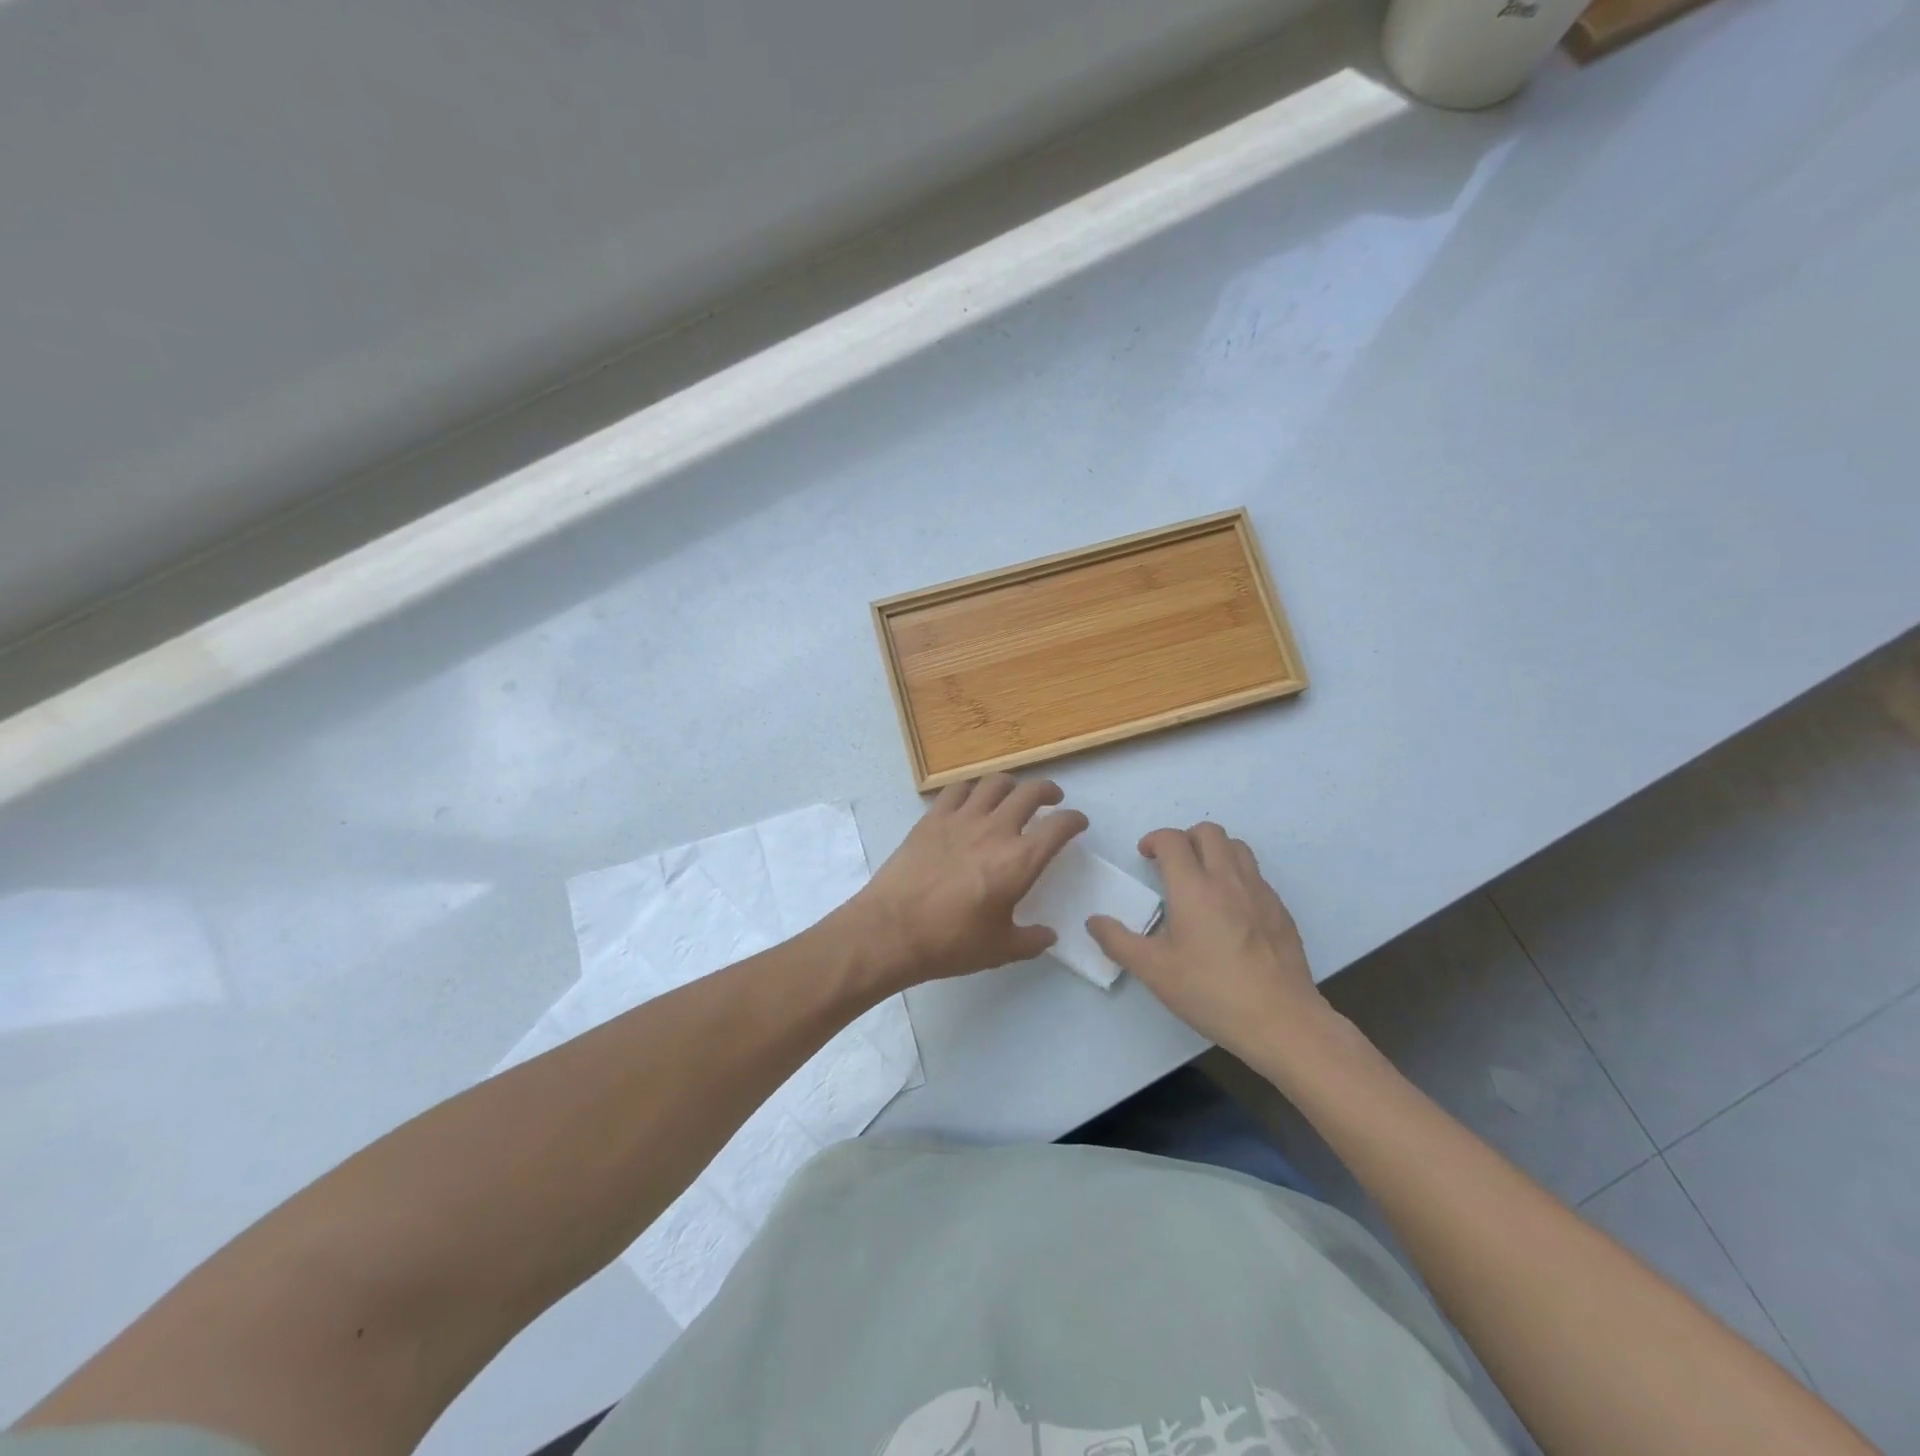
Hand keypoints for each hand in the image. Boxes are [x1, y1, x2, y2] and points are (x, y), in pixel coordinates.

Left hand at [847, 775, 1088, 989]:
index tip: (1077, 822)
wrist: (892, 929)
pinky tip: (971, 798)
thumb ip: (1030, 940)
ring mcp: (961, 819)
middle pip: (1030, 793)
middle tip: (1051, 800)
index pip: (1059, 827)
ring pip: (994, 783)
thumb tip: (1049, 936)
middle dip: (1047, 792)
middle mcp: (996, 830)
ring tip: (1012, 793)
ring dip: (1011, 784)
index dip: (1074, 820)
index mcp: (1020, 860)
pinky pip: (957, 789)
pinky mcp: (932, 818)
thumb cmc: (951, 942)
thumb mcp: (999, 949)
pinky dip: (971, 788)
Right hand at [1087, 823, 1335, 1065]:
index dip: (1154, 840)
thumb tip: (1094, 921)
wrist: (1281, 1021)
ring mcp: (1260, 892)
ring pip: (1237, 847)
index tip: (1145, 857)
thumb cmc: (1211, 992)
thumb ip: (1118, 942)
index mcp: (1193, 887)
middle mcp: (1228, 879)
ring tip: (1202, 879)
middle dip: (1185, 838)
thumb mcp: (1154, 971)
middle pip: (1208, 831)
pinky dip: (1237, 876)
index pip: (1172, 840)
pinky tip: (1230, 910)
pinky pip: (1256, 875)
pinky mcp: (1280, 910)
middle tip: (1171, 865)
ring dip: (1214, 850)